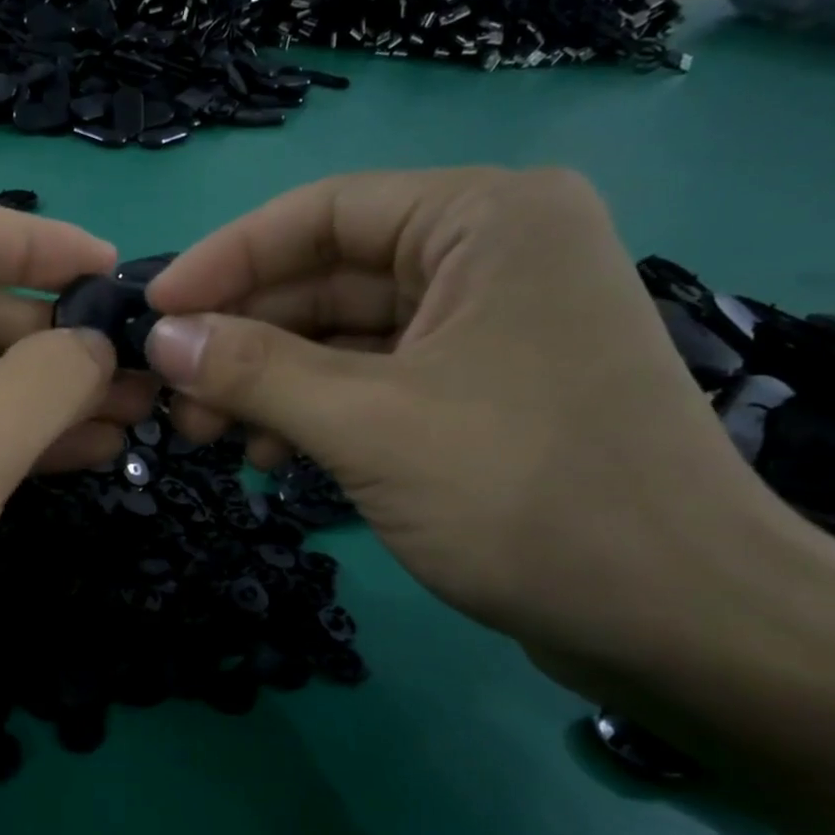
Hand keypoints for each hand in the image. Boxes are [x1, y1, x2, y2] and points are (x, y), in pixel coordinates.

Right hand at [141, 169, 780, 669]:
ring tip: (207, 434)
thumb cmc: (525, 495)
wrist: (678, 622)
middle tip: (172, 392)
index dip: (226, 259)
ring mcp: (485, 327)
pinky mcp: (478, 390)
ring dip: (268, 382)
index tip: (155, 311)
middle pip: (326, 277)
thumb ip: (253, 370)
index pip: (322, 212)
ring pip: (342, 336)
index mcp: (485, 220)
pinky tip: (269, 456)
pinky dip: (312, 412)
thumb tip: (159, 338)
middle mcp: (490, 255)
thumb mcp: (368, 424)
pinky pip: (370, 380)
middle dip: (242, 337)